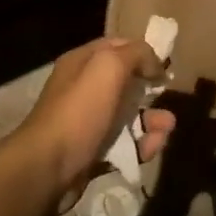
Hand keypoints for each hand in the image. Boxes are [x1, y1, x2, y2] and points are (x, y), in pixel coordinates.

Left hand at [15, 38, 175, 204]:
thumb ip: (136, 54)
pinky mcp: (92, 152)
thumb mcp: (109, 67)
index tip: (165, 67)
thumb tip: (155, 63)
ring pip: (127, 115)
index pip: (117, 47)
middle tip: (167, 96)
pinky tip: (153, 148)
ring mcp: (87, 122)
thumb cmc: (79, 111)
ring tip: (167, 128)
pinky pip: (123, 144)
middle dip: (149, 89)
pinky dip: (141, 145)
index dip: (142, 53)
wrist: (47, 169)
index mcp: (82, 63)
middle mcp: (82, 89)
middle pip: (125, 82)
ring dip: (151, 120)